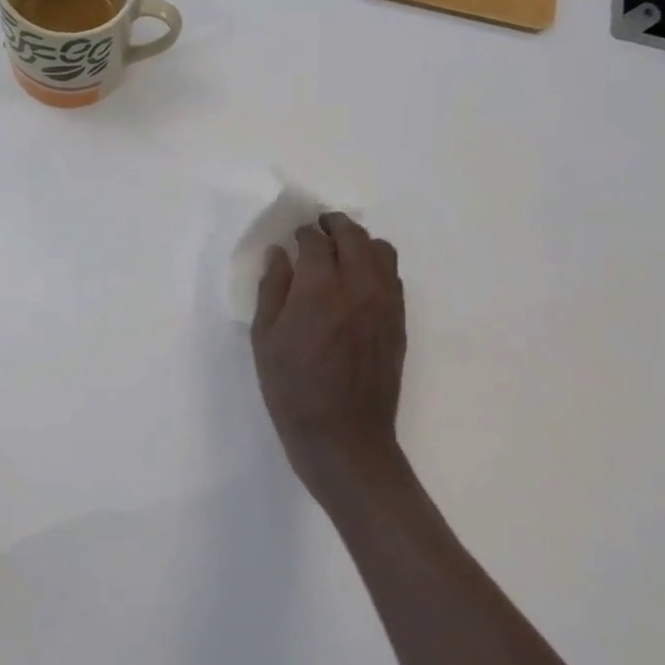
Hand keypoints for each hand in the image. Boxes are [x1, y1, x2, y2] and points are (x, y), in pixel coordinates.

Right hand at [251, 213, 408, 507]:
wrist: (344, 438)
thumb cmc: (293, 391)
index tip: (295, 239)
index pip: (316, 241)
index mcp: (320, 289)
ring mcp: (385, 302)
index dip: (303, 234)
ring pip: (381, 250)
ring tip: (342, 254)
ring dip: (359, 243)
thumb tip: (280, 254)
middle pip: (353, 235)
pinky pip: (393, 276)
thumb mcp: (265, 340)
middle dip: (334, 226)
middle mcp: (359, 286)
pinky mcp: (400, 321)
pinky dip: (376, 266)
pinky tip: (359, 283)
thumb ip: (272, 289)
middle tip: (319, 231)